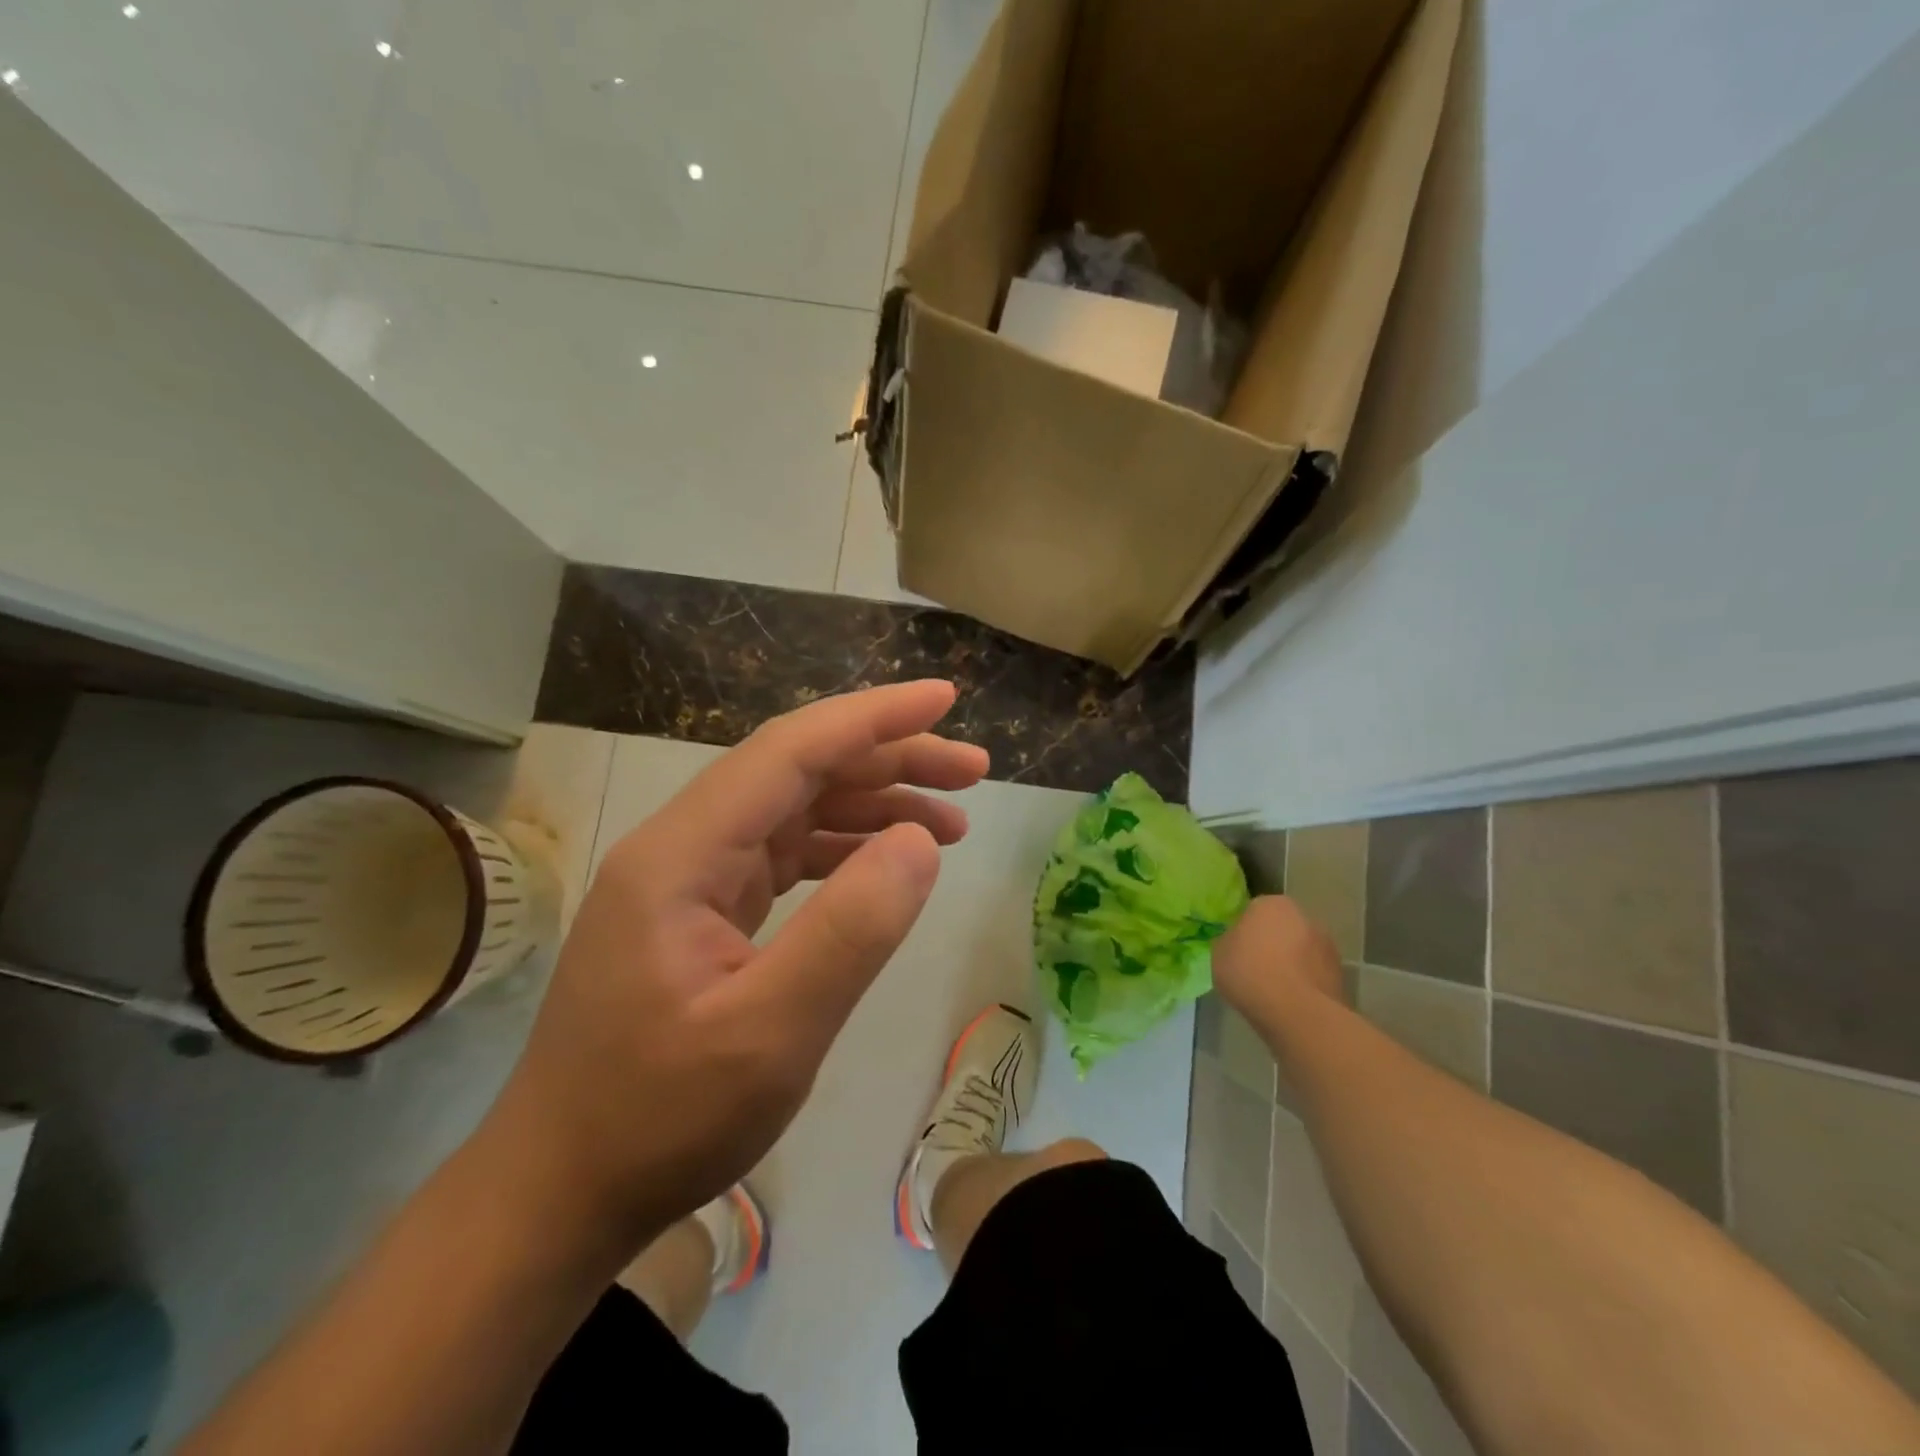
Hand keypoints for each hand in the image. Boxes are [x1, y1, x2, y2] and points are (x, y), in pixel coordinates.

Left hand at [487, 680, 987, 1254]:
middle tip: (973, 771)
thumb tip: (920, 842)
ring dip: (873, 804)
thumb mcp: (771, 1035)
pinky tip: (887, 864)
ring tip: (952, 822)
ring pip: (795, 810)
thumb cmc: (658, 1120)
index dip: (873, 718)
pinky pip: (785, 855)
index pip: (791, 751)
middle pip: (798, 771)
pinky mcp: (703, 911)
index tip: (944, 699)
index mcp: (683, 854)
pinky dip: (843, 849)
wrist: (560, 1190)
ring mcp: (690, 879)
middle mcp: (683, 847)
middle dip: (889, 758)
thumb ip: (850, 931)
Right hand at [1212, 896, 1346, 1023]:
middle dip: (1271, 943)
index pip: (1253, 911)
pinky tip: (1291, 1001)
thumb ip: (1230, 941)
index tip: (1237, 950)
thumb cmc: (1250, 973)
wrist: (1297, 1012)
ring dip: (1291, 963)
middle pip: (1281, 928)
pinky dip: (1304, 982)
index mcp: (1270, 903)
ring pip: (1300, 950)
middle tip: (1255, 968)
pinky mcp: (1340, 973)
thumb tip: (1238, 943)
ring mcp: (1326, 944)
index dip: (1244, 931)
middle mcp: (1303, 915)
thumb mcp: (1219, 953)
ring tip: (1274, 989)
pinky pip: (1313, 973)